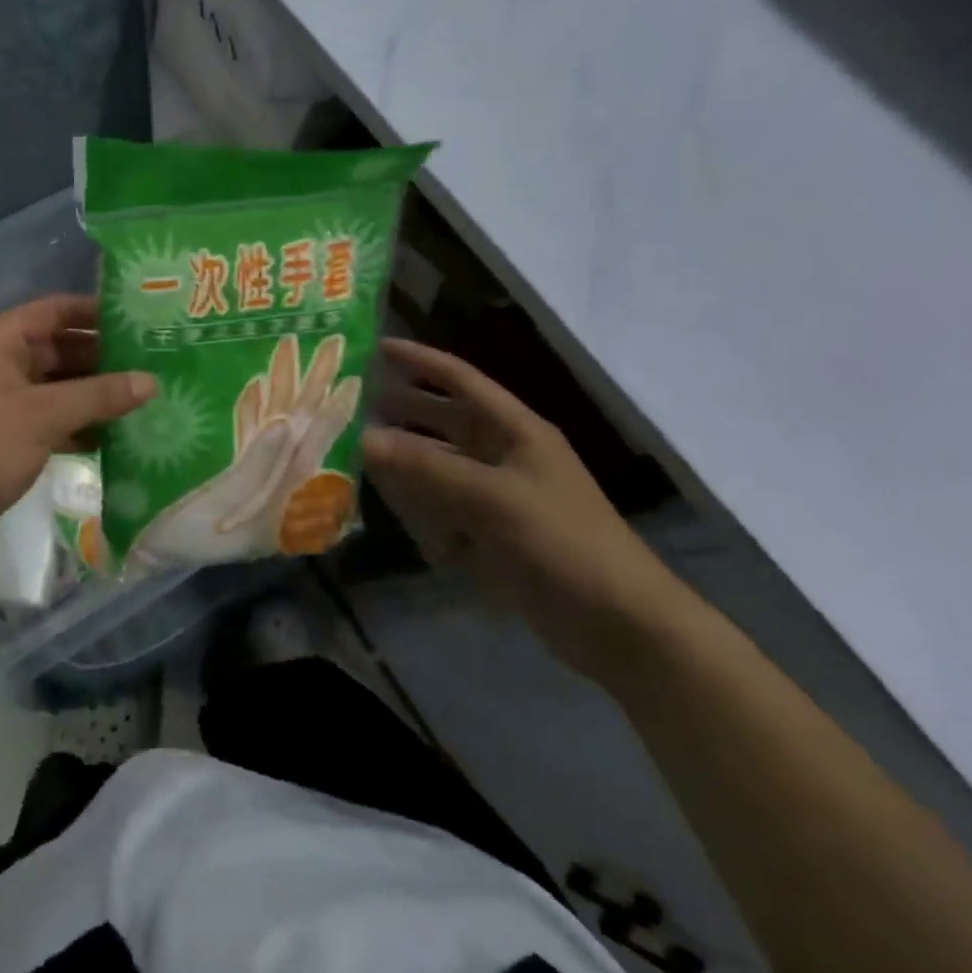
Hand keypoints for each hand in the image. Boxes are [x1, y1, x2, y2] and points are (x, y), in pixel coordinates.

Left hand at [0, 295, 154, 571]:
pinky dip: (75, 420)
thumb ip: (99, 395)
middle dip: (99, 356)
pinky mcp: (2, 431)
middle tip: (148, 361)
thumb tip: (152, 382)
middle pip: (55, 346)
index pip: (52, 310)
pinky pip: (46, 414)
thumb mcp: (44, 416)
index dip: (94, 311)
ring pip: (53, 383)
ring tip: (140, 395)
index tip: (137, 319)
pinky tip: (112, 432)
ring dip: (90, 391)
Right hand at [361, 339, 693, 680]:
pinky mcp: (492, 530)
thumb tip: (362, 438)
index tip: (375, 347)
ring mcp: (499, 493)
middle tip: (351, 400)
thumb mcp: (491, 498)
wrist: (619, 624)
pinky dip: (416, 496)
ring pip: (440, 460)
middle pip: (445, 418)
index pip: (460, 379)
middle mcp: (505, 453)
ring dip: (403, 453)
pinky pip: (443, 501)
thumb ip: (425, 467)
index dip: (420, 360)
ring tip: (356, 446)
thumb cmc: (562, 543)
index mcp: (516, 430)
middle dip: (403, 407)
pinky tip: (386, 498)